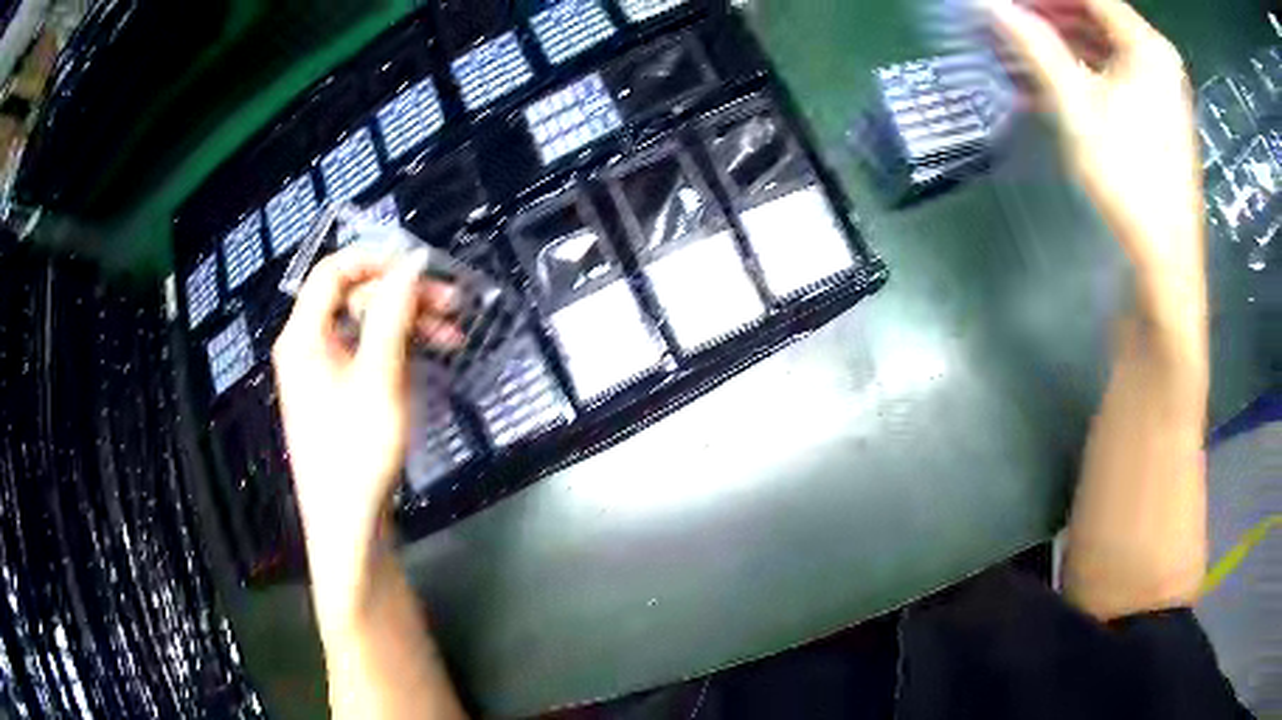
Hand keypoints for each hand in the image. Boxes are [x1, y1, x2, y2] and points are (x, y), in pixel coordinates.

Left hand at [272, 245, 455, 621]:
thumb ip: (393, 314)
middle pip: (352, 298)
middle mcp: (306, 346)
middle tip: (452, 305)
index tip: (422, 266)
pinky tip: (428, 359)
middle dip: (402, 295)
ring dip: (407, 324)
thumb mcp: (380, 379)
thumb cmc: (357, 452)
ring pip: (363, 326)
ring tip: (453, 336)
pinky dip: (396, 350)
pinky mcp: (336, 394)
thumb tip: (411, 261)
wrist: (348, 527)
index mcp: (303, 336)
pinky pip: (364, 354)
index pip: (333, 271)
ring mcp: (321, 372)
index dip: (376, 260)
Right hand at [991, 0, 1204, 296]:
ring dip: (1060, 42)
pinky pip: (1113, 73)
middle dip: (1048, 14)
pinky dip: (1080, 69)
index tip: (1006, 3)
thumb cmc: (1128, 179)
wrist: (1164, 265)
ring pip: (1102, 44)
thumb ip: (1032, 42)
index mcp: (1148, 45)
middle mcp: (1158, 58)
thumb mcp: (1075, 103)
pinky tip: (1046, 78)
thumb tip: (987, 3)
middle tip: (1007, 21)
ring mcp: (1161, 88)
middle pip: (1094, 14)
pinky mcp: (1157, 115)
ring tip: (1017, 48)